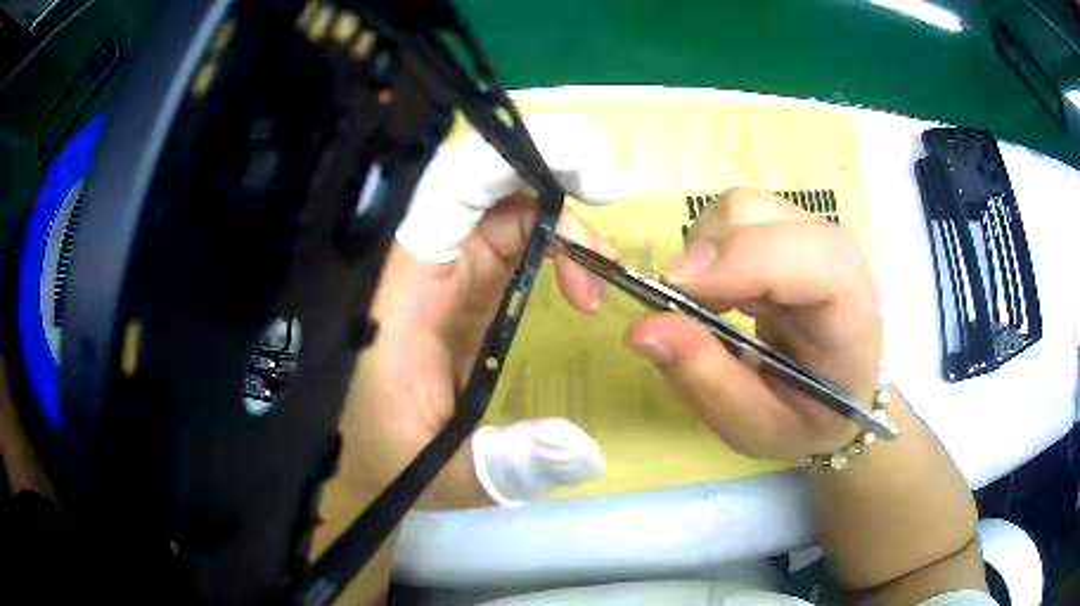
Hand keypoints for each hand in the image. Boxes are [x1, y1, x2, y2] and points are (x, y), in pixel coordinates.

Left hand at [340, 116, 626, 506]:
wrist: (353, 457)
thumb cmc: (378, 459)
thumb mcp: (438, 473)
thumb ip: (505, 465)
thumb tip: (587, 450)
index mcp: (396, 290)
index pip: (447, 191)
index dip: (513, 162)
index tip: (590, 182)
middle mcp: (415, 264)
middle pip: (482, 183)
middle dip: (551, 176)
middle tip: (609, 194)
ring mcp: (438, 271)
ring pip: (502, 209)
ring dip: (560, 223)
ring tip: (600, 275)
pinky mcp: (458, 285)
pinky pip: (507, 241)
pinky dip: (553, 247)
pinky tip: (581, 286)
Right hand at [626, 188, 881, 459]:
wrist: (840, 396)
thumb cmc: (810, 419)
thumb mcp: (757, 426)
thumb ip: (707, 380)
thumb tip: (642, 328)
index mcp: (849, 304)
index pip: (800, 253)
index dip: (734, 260)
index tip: (670, 293)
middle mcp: (833, 250)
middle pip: (753, 213)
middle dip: (703, 257)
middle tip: (682, 315)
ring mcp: (808, 232)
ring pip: (736, 208)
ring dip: (701, 255)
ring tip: (707, 310)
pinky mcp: (786, 231)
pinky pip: (732, 221)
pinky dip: (708, 253)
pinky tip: (719, 295)